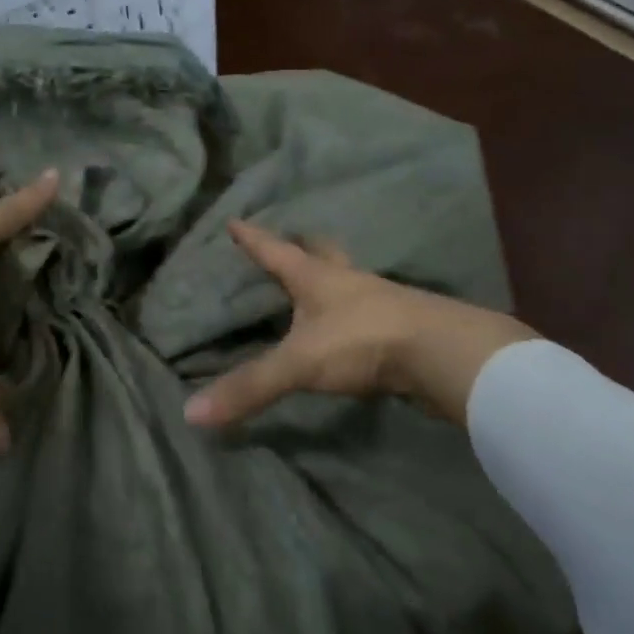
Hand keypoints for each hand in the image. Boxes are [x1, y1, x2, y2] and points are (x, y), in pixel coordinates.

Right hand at [182, 220, 536, 429]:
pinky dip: (357, 310)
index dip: (253, 238)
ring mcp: (379, 300)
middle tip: (292, 240)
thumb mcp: (299, 363)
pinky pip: (371, 310)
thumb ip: (250, 386)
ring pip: (350, 278)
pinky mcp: (402, 325)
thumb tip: (191, 412)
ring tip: (323, 282)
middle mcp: (347, 280)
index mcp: (316, 277)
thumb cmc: (362, 341)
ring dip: (335, 275)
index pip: (275, 251)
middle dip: (303, 246)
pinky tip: (355, 325)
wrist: (441, 353)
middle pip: (321, 252)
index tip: (235, 220)